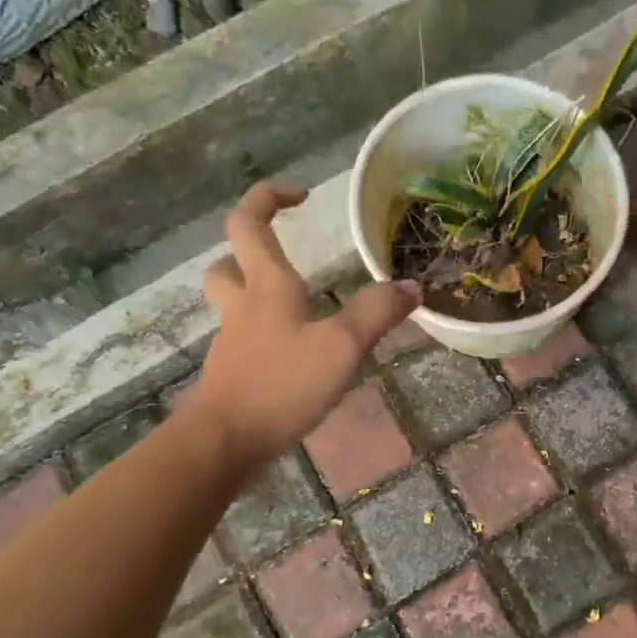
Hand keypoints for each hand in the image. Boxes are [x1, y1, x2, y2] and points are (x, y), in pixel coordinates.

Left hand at [197, 184, 419, 470]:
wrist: (225, 443)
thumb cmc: (282, 384)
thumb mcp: (342, 346)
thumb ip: (377, 313)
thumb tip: (411, 286)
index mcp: (266, 286)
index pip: (249, 223)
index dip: (268, 198)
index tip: (300, 195)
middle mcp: (243, 306)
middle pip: (229, 263)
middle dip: (251, 251)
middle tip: (286, 257)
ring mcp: (233, 342)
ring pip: (235, 303)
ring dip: (257, 294)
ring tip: (298, 307)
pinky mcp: (232, 374)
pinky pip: (246, 340)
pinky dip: (266, 336)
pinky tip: (295, 356)